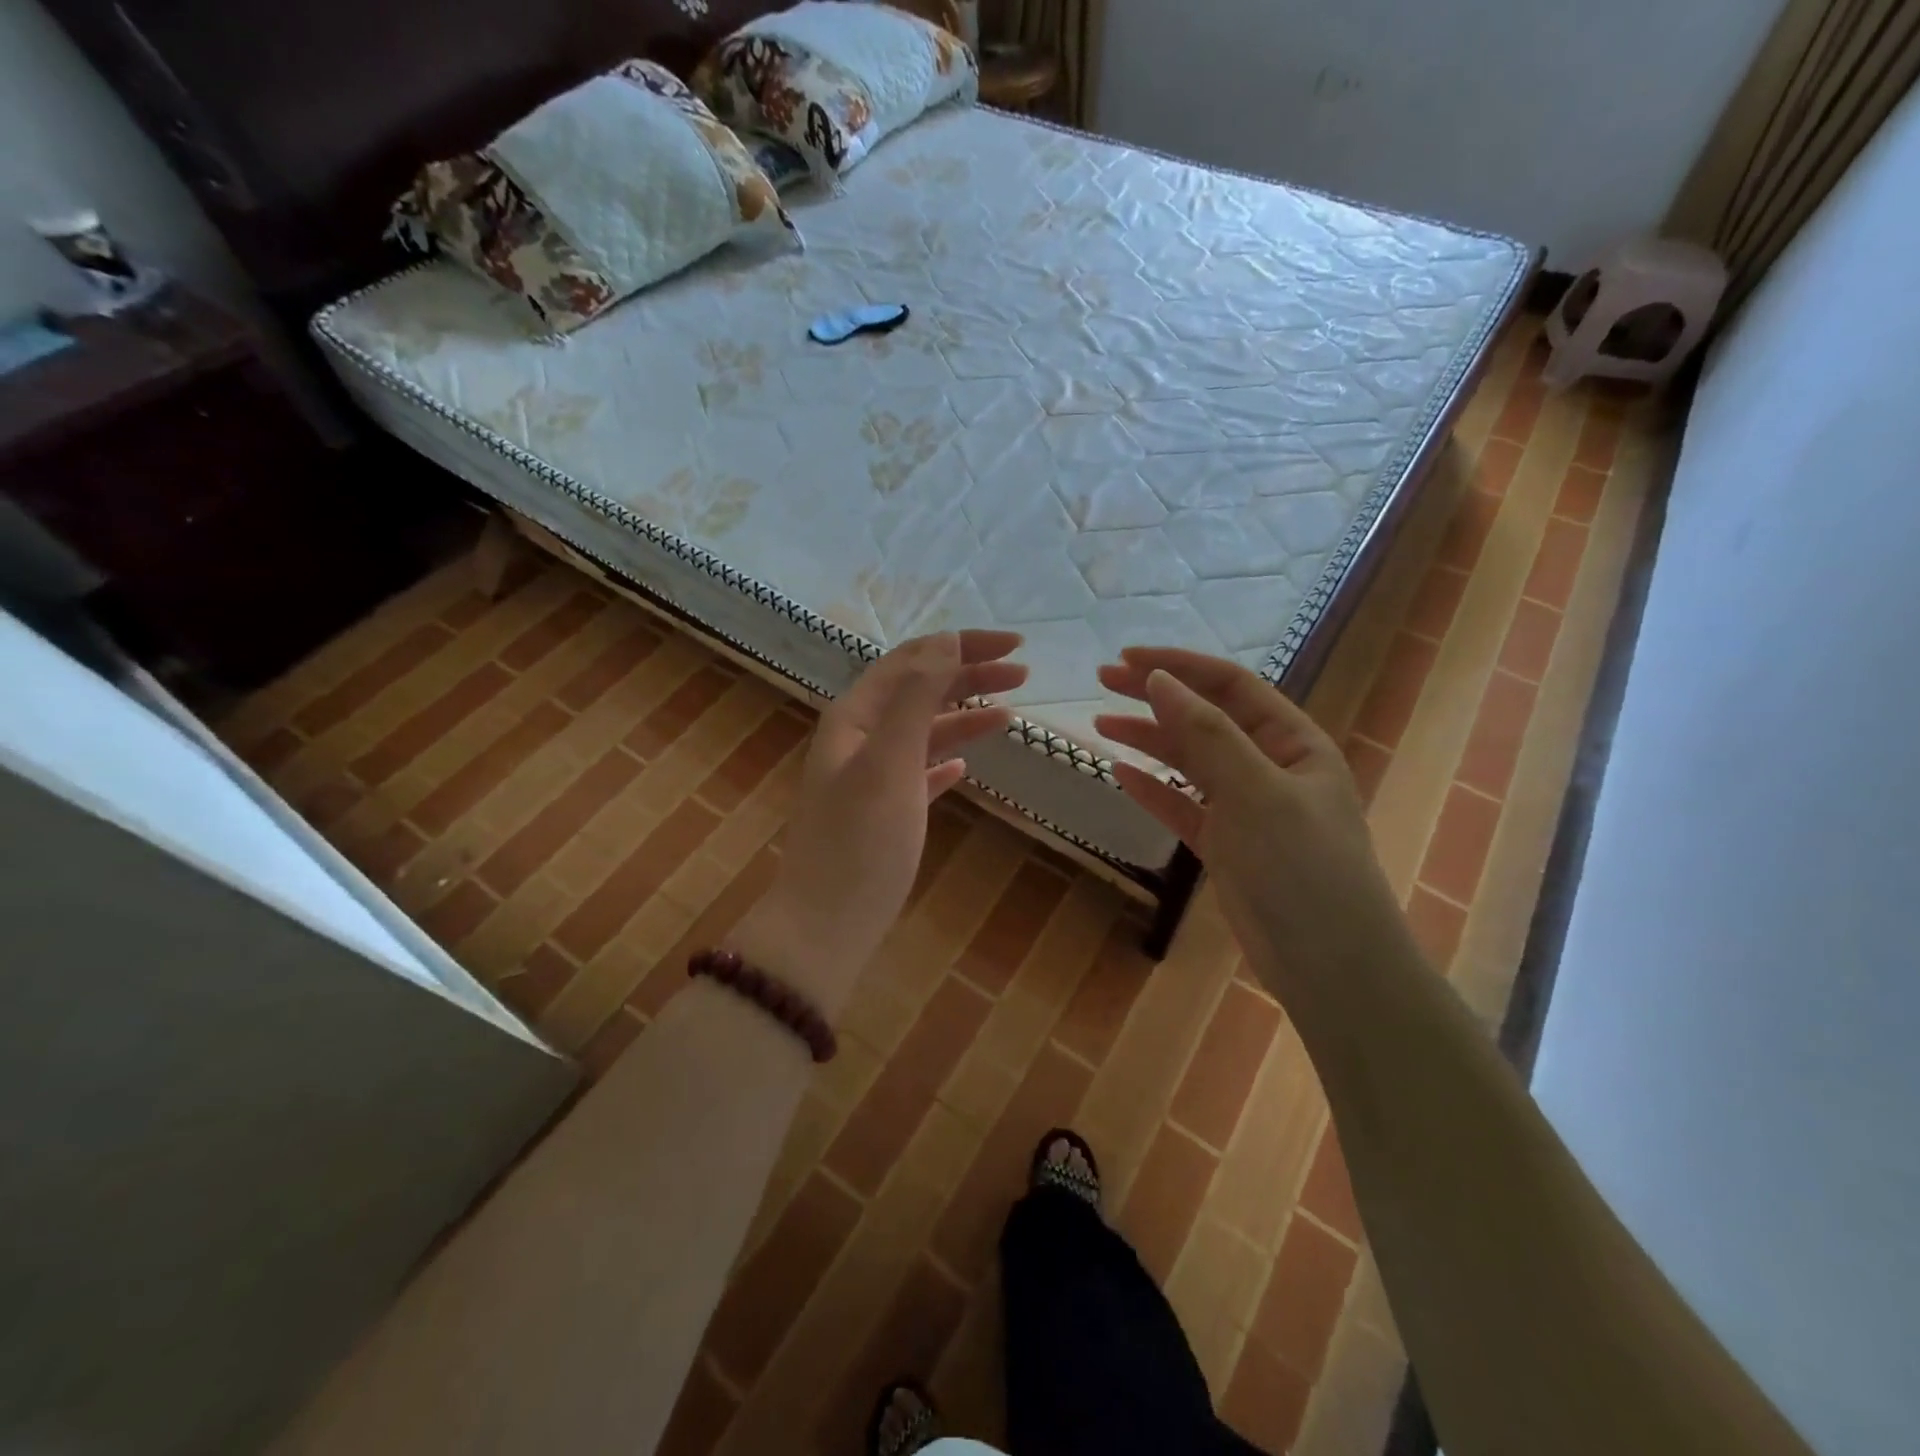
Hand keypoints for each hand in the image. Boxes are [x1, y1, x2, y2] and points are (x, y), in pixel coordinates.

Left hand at [733, 631, 1026, 1014]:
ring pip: (923, 730)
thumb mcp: (890, 763)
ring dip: (964, 715)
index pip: (913, 660)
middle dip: (968, 674)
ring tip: (1011, 711)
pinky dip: (944, 759)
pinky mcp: (883, 812)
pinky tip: (966, 764)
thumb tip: (946, 641)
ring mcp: (870, 776)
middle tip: (1023, 673)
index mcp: (856, 717)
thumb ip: (916, 699)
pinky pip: (919, 771)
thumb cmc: (860, 841)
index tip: (1015, 644)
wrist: (826, 926)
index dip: (962, 645)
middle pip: (919, 690)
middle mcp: (860, 738)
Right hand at [1094, 646, 1414, 1002]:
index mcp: (1293, 742)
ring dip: (1148, 739)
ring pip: (1190, 761)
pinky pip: (1183, 805)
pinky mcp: (1226, 845)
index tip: (1125, 659)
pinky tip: (1120, 773)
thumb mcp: (1255, 791)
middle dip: (1155, 696)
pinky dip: (1153, 788)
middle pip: (1205, 718)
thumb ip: (1206, 734)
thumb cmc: (1301, 867)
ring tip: (1100, 723)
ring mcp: (1247, 807)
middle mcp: (1270, 766)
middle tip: (1101, 681)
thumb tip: (1158, 679)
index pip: (1230, 686)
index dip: (1179, 666)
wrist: (1329, 966)